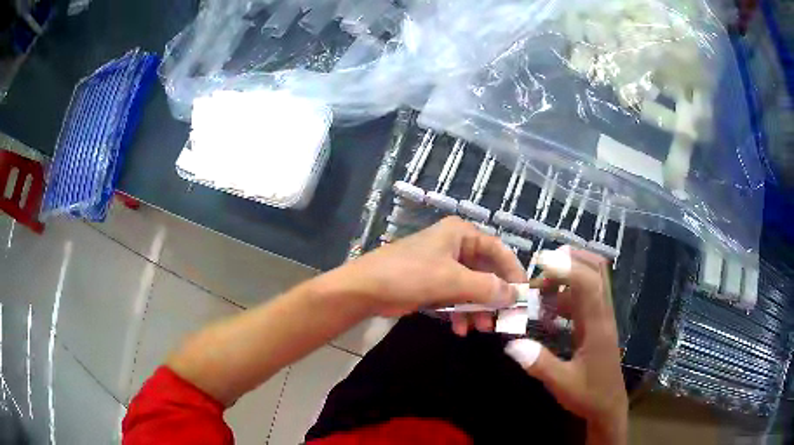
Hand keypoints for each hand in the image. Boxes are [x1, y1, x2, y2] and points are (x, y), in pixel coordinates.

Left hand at [330, 217, 526, 329]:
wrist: (365, 289)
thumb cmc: (409, 275)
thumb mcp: (452, 281)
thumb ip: (487, 287)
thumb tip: (515, 295)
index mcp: (460, 234)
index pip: (498, 249)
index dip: (513, 272)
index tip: (523, 295)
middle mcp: (454, 246)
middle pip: (485, 271)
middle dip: (493, 296)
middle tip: (504, 319)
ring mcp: (442, 266)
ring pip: (471, 287)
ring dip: (477, 309)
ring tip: (481, 329)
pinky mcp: (432, 283)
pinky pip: (455, 297)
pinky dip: (460, 313)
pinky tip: (461, 329)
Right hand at [504, 247, 627, 444]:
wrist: (609, 407)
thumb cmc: (589, 395)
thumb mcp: (562, 383)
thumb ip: (540, 364)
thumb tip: (512, 343)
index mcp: (597, 325)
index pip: (588, 284)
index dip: (567, 268)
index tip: (541, 261)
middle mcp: (602, 314)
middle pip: (597, 270)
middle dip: (572, 260)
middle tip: (543, 266)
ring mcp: (601, 318)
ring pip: (591, 281)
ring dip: (567, 276)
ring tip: (539, 290)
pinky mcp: (596, 324)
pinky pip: (584, 298)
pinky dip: (566, 295)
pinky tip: (547, 313)